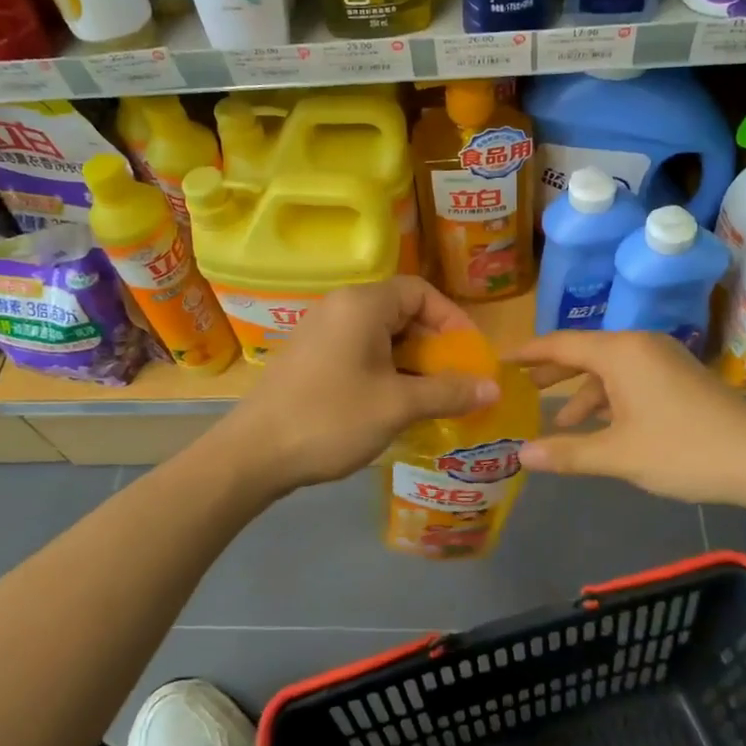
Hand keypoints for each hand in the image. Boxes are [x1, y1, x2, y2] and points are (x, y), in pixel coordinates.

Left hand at [222, 278, 500, 494]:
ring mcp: (320, 331)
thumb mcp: (397, 406)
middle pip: (401, 311)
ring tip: (430, 396)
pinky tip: (393, 403)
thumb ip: (448, 392)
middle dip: (433, 345)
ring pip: (380, 334)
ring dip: (410, 361)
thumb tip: (493, 388)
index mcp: (362, 304)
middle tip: (454, 380)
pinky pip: (358, 350)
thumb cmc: (331, 419)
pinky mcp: (309, 356)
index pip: (420, 291)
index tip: (470, 355)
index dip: (452, 320)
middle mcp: (339, 307)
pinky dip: (384, 369)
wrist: (253, 454)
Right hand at [511, 330, 745, 505]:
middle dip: (551, 373)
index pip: (560, 344)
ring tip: (559, 425)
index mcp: (620, 352)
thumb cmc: (684, 450)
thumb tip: (520, 455)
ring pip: (608, 370)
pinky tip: (602, 428)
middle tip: (518, 388)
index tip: (499, 360)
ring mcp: (662, 360)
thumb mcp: (619, 455)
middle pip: (584, 353)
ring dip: (582, 394)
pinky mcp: (678, 378)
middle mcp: (639, 346)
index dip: (527, 353)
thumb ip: (567, 452)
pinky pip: (630, 380)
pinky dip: (609, 400)